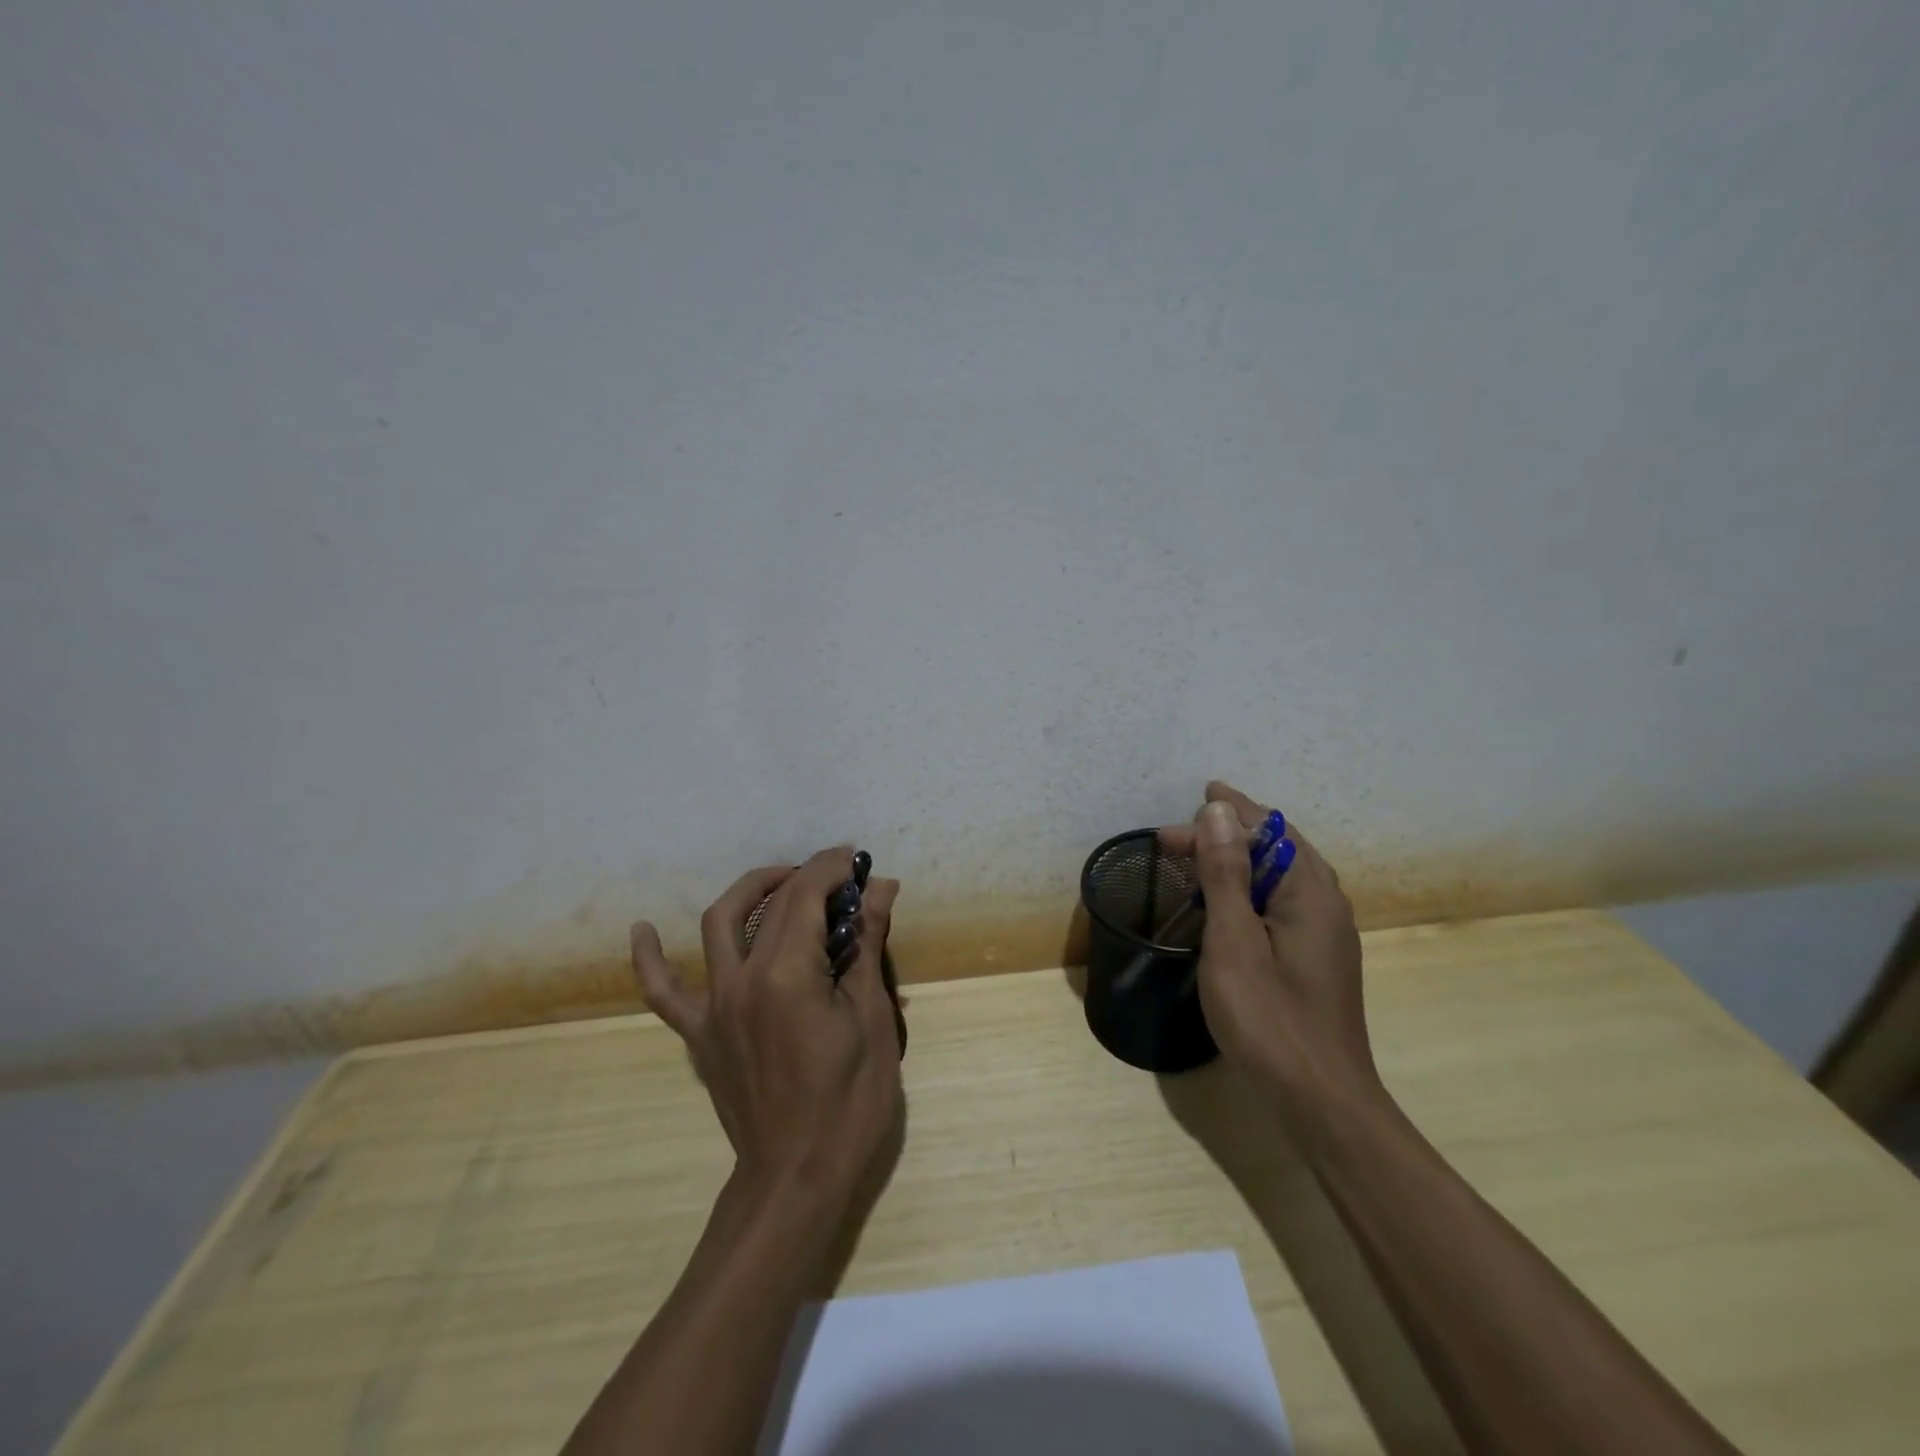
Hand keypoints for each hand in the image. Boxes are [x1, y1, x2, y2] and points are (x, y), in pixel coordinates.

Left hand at [631, 848, 904, 1207]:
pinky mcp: (698, 1032)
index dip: (832, 868)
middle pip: (771, 904)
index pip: (806, 895)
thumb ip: (867, 947)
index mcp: (787, 975)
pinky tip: (642, 929)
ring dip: (751, 890)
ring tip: (782, 882)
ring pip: (720, 923)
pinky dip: (650, 958)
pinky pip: (663, 991)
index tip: (856, 859)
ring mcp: (713, 1005)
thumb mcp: (870, 1020)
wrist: (796, 1179)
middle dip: (807, 877)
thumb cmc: (849, 1104)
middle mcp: (741, 979)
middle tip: (839, 878)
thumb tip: (881, 888)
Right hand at [1159, 782, 1377, 1114]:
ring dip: (1237, 861)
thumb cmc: (1270, 1019)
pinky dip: (1248, 890)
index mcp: (1311, 893)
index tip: (1190, 802)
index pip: (1270, 830)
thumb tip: (1218, 810)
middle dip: (1227, 835)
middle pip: (1277, 850)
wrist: (1321, 1103)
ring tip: (1195, 859)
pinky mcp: (1315, 962)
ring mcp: (1325, 936)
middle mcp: (1326, 905)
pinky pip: (1281, 904)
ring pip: (1280, 878)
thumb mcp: (1234, 940)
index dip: (1229, 813)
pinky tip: (1226, 904)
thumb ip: (1225, 872)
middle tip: (1173, 841)